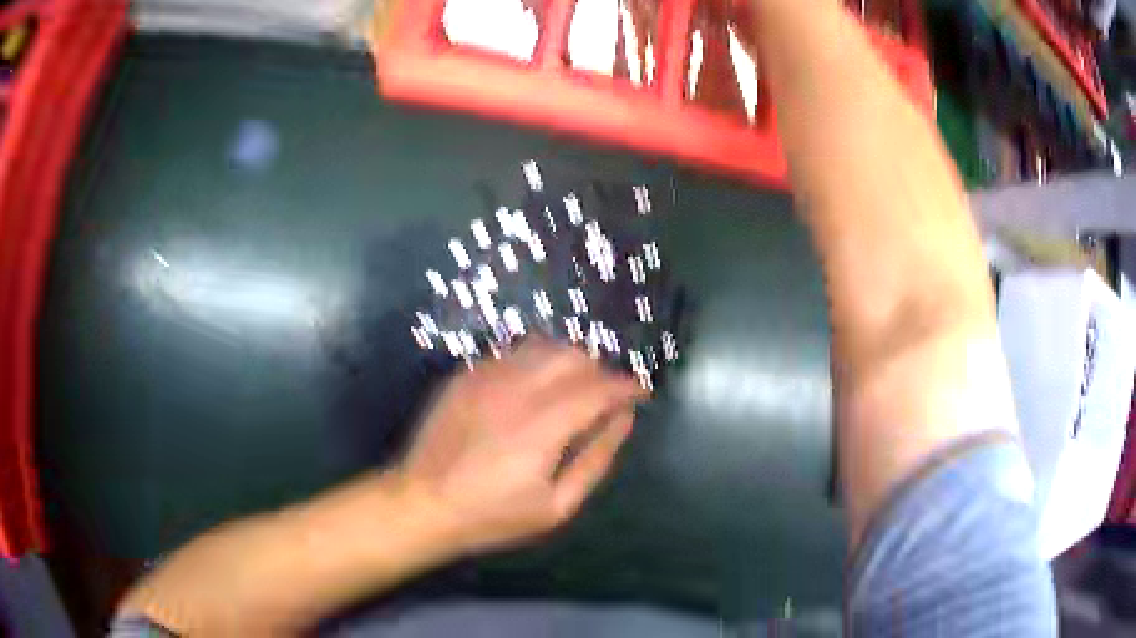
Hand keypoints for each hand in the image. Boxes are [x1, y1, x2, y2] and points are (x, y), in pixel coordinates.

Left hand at [399, 339, 646, 553]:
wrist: (421, 503)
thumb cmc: (491, 515)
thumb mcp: (556, 507)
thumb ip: (596, 460)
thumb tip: (624, 420)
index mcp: (542, 425)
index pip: (599, 388)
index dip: (627, 386)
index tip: (641, 393)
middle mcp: (516, 389)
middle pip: (574, 356)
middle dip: (600, 371)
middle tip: (605, 398)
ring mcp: (485, 376)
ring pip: (543, 345)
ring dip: (569, 361)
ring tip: (574, 388)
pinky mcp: (465, 374)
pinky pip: (512, 352)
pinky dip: (536, 362)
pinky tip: (534, 388)